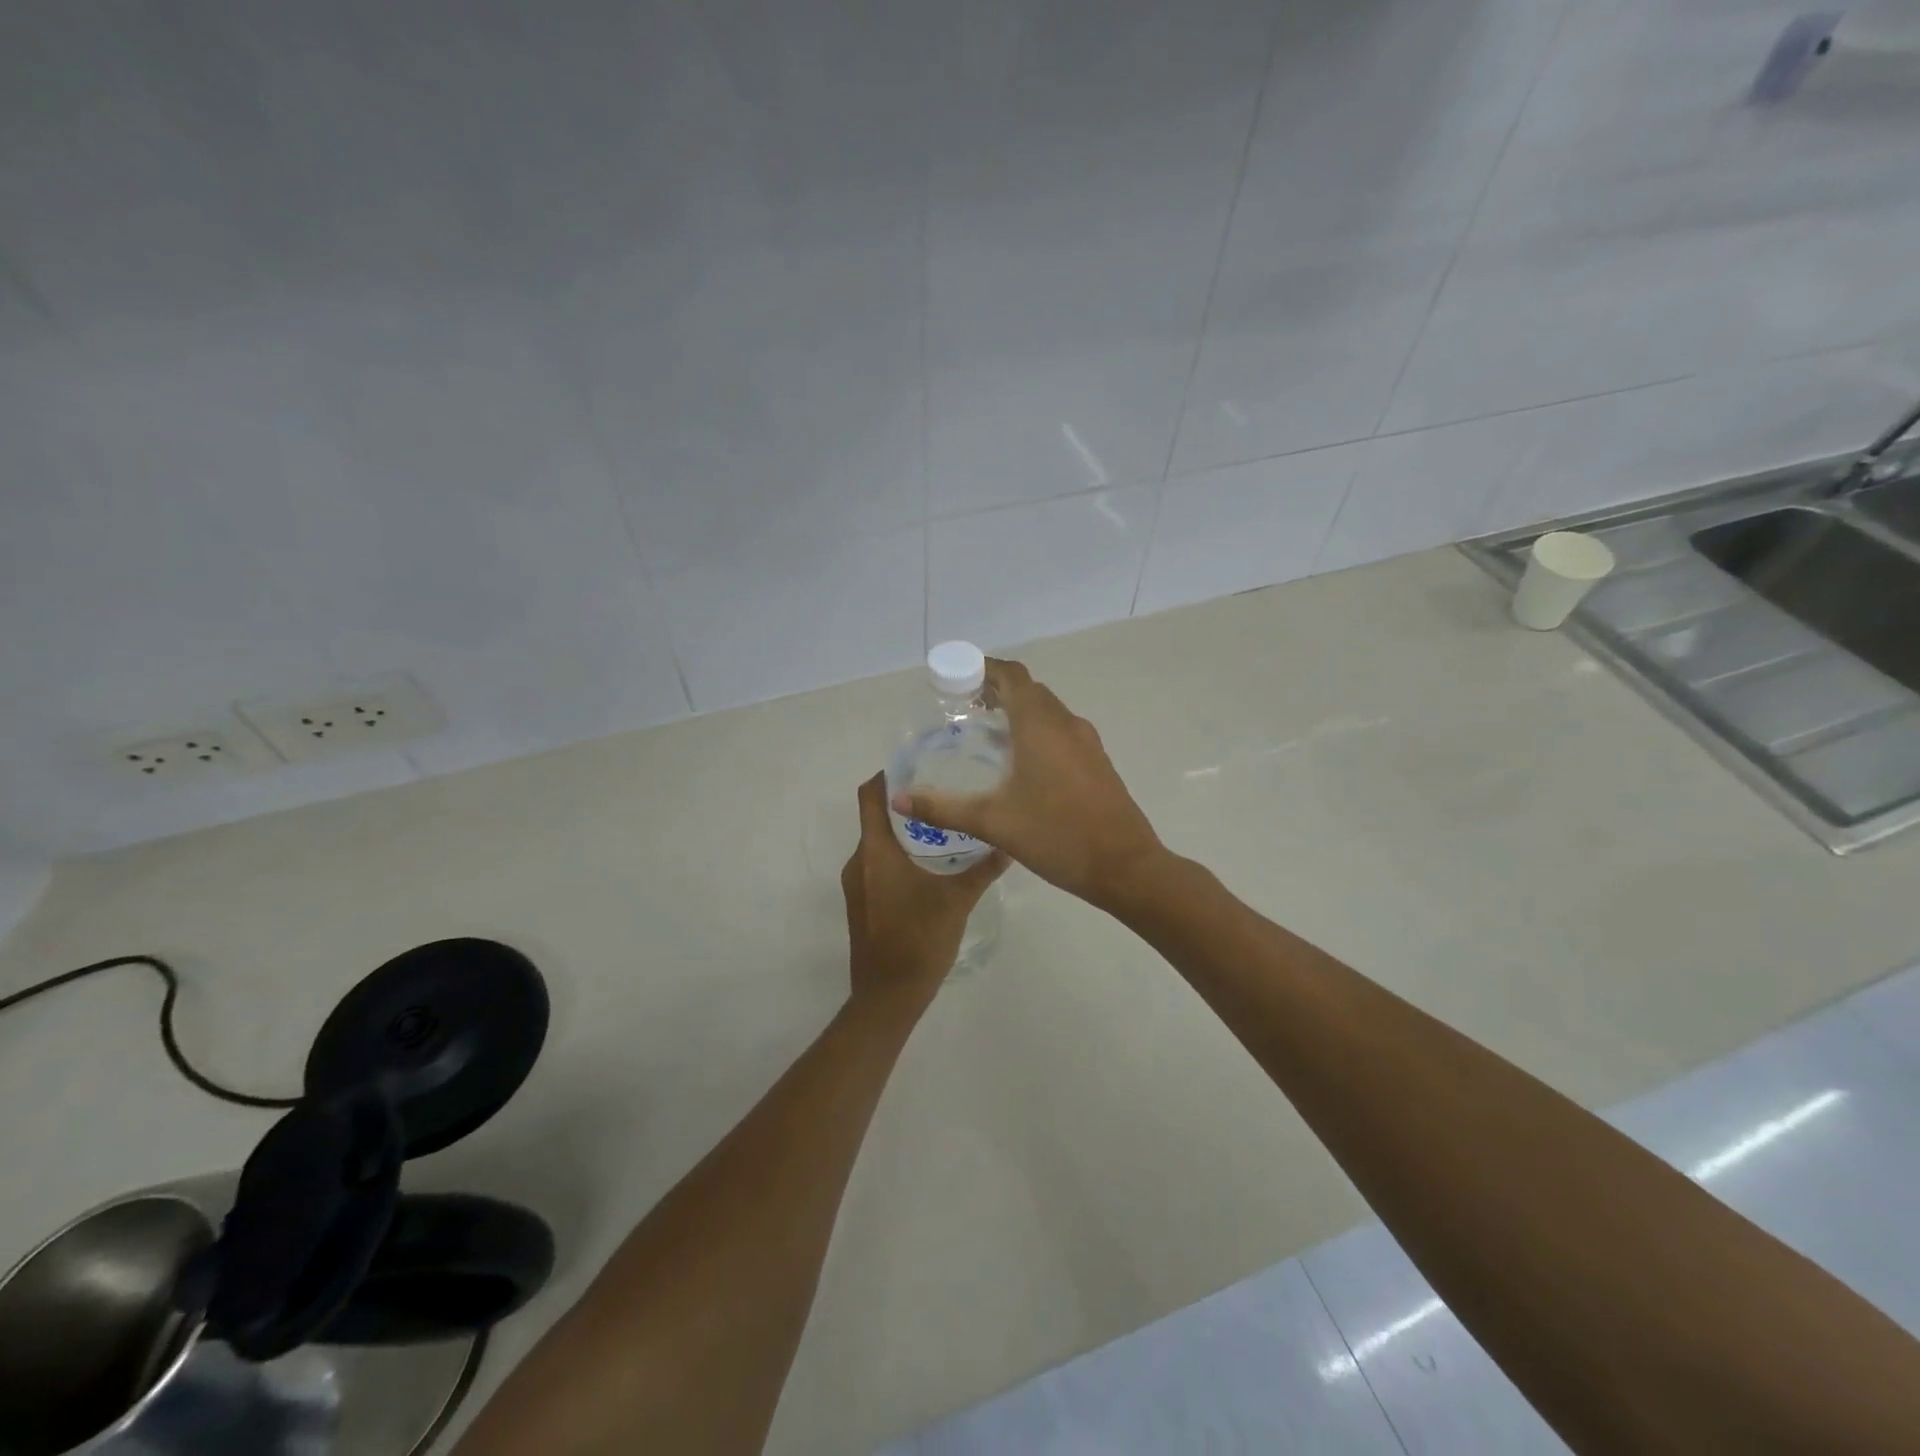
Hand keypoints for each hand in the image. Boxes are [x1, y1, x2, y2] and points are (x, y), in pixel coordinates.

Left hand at [843, 773, 1005, 1007]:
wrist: (888, 996)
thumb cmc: (919, 940)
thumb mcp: (957, 900)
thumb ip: (983, 869)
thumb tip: (1010, 843)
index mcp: (874, 852)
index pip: (869, 796)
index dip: (887, 775)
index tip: (917, 764)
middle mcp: (858, 861)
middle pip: (875, 818)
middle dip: (906, 804)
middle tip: (943, 791)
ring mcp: (856, 884)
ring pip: (878, 843)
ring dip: (904, 832)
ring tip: (943, 825)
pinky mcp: (861, 903)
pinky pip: (877, 865)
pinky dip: (898, 855)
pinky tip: (930, 863)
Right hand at [889, 658, 1165, 911]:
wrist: (1125, 867)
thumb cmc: (1057, 836)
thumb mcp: (993, 822)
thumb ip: (943, 808)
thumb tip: (899, 799)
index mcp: (1040, 726)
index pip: (1012, 676)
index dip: (983, 669)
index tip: (955, 680)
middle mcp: (1066, 724)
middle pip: (1029, 690)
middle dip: (996, 691)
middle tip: (962, 710)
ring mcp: (1087, 743)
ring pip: (1048, 711)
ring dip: (1018, 712)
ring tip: (985, 735)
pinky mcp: (1097, 762)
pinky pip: (1061, 732)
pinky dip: (1037, 732)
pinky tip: (1020, 765)